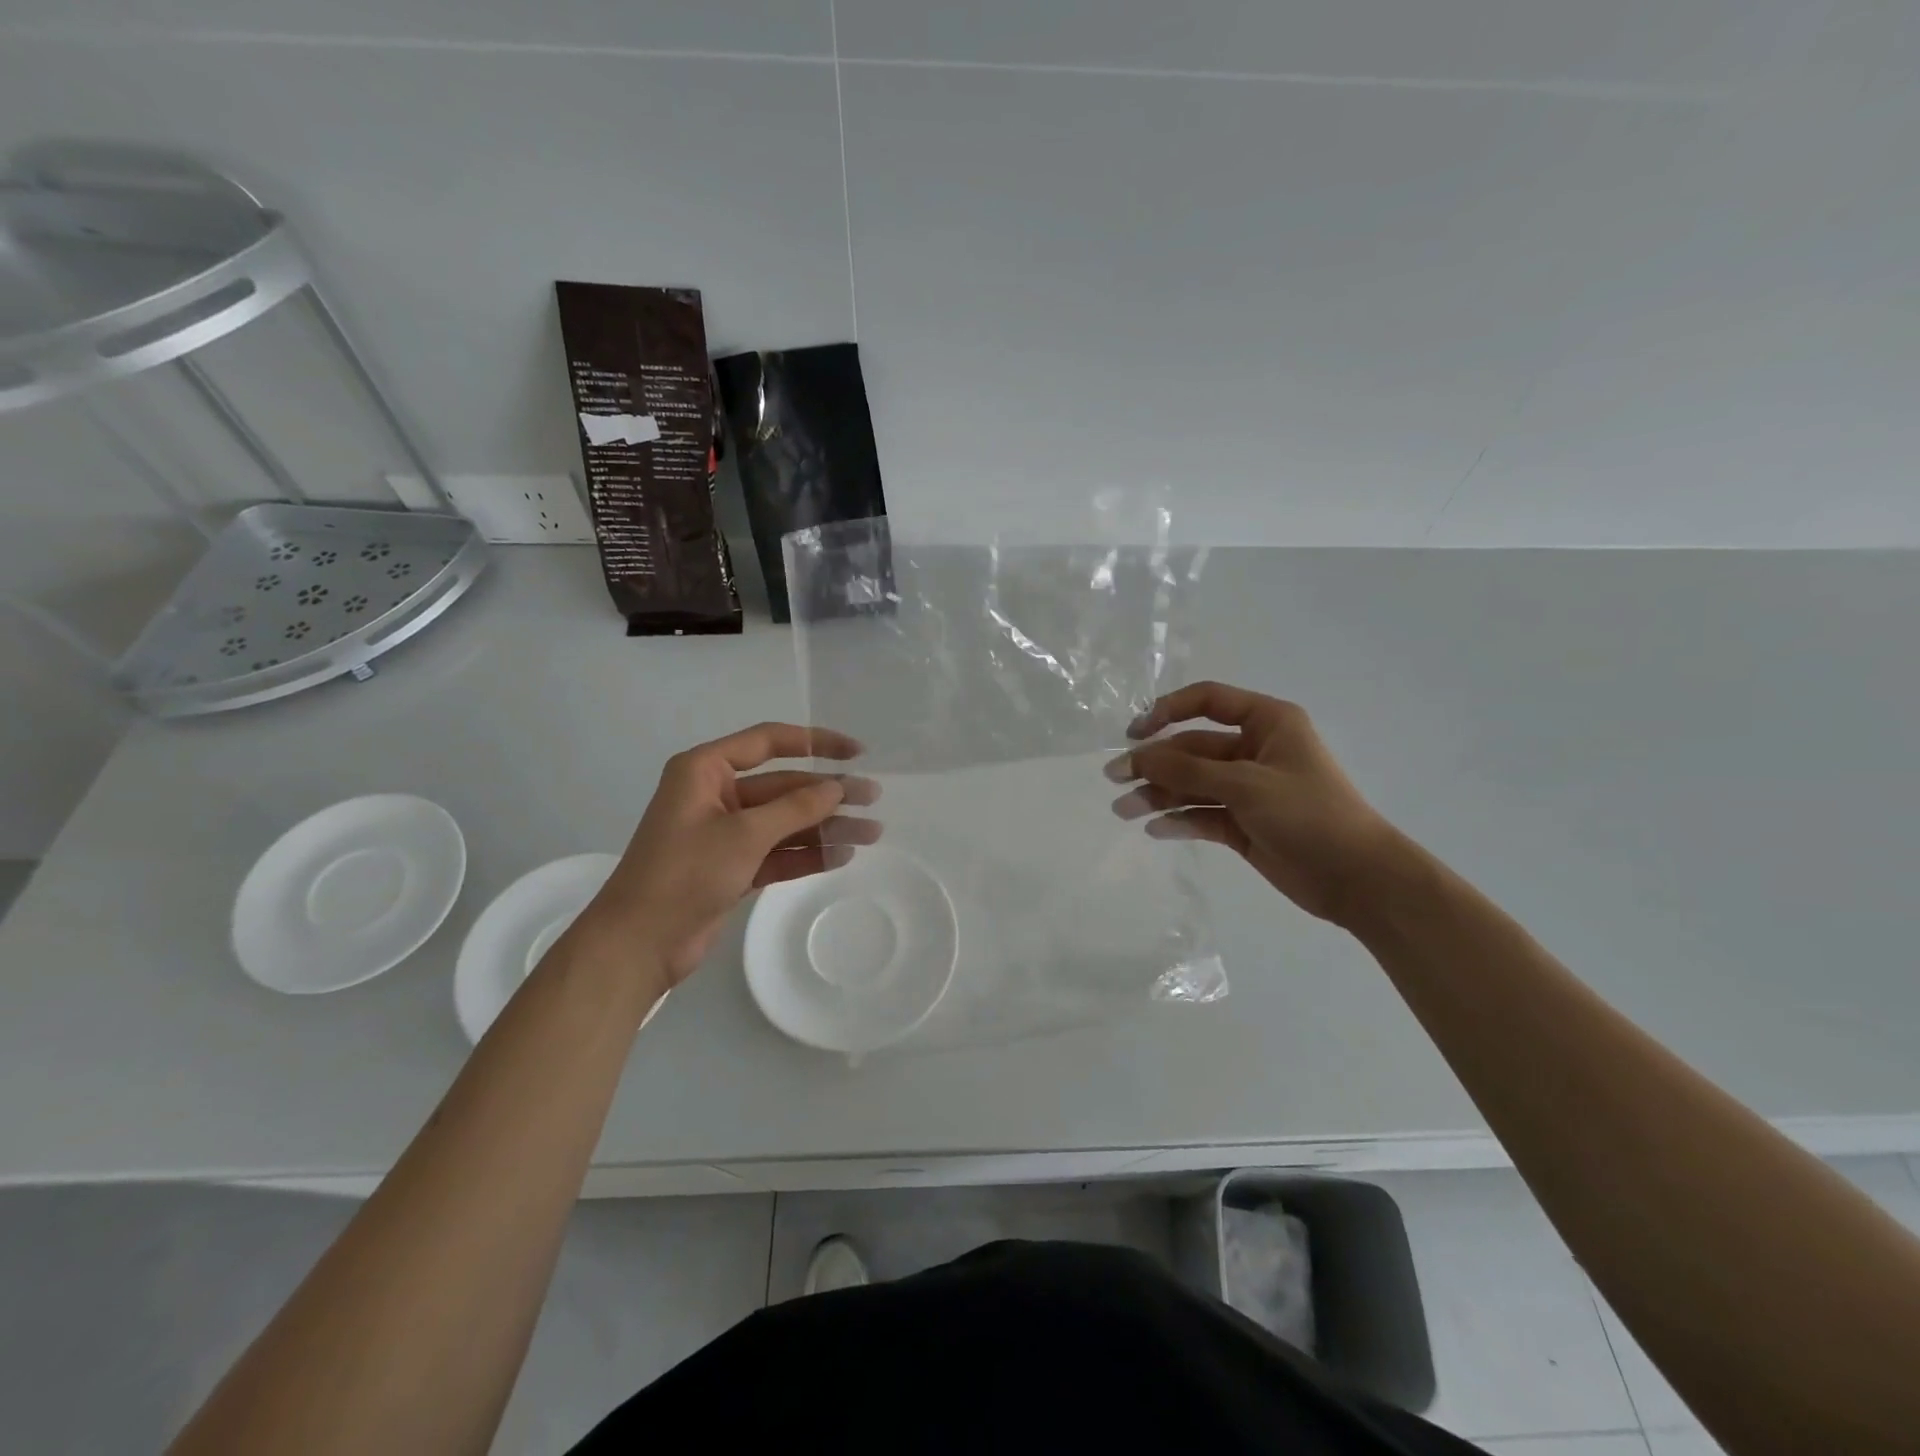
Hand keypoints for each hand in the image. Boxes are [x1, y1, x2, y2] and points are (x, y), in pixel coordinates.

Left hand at [578, 722, 878, 991]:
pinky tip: (843, 855)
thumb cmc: (684, 874)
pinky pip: (778, 852)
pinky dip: (808, 854)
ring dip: (826, 826)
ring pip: (785, 821)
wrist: (638, 944)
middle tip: (874, 799)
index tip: (856, 752)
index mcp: (705, 770)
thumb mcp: (743, 834)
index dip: (816, 741)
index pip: (769, 741)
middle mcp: (716, 794)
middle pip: (784, 785)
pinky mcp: (732, 867)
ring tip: (873, 833)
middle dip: (829, 793)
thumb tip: (837, 788)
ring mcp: (724, 833)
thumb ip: (795, 808)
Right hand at [1109, 682, 1399, 926]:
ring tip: (1124, 811)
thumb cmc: (1309, 815)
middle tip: (1114, 781)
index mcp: (1267, 723)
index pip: (1207, 701)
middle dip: (1154, 764)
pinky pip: (1202, 815)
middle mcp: (1254, 750)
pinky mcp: (1243, 824)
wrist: (1359, 879)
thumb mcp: (1245, 785)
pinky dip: (1179, 820)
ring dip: (1159, 795)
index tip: (1133, 733)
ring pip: (1193, 784)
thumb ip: (1187, 771)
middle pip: (1192, 748)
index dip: (1167, 711)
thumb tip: (1136, 757)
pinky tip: (1156, 829)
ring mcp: (1247, 789)